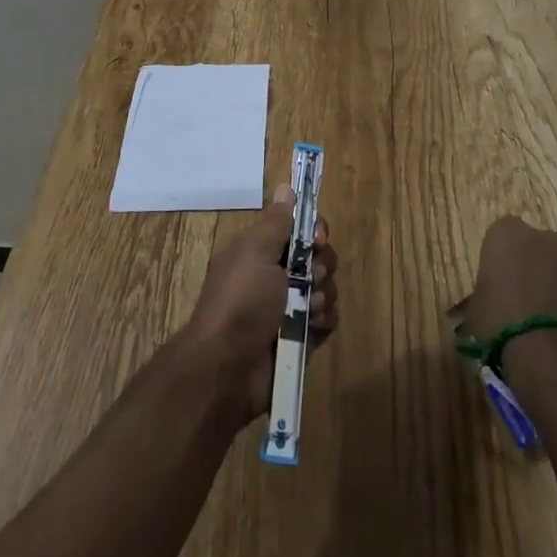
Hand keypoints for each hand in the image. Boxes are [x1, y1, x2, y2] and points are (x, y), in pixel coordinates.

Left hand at [184, 184, 339, 419]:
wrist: (228, 369)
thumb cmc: (240, 302)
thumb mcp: (255, 252)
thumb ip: (276, 222)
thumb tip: (285, 187)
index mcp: (261, 251)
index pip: (299, 229)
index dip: (314, 231)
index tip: (317, 239)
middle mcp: (277, 276)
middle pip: (318, 257)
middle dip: (322, 265)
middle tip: (310, 277)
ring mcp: (291, 308)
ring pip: (327, 287)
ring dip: (322, 295)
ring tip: (306, 310)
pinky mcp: (303, 337)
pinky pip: (328, 319)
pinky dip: (324, 320)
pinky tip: (312, 327)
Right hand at [463, 216, 556, 350]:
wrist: (550, 351)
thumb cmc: (500, 319)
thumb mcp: (474, 309)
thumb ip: (478, 298)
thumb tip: (476, 309)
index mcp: (505, 232)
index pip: (498, 236)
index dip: (496, 259)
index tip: (492, 282)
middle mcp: (539, 237)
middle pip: (529, 246)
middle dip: (524, 265)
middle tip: (514, 296)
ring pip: (551, 266)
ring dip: (545, 282)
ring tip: (536, 317)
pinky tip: (554, 326)